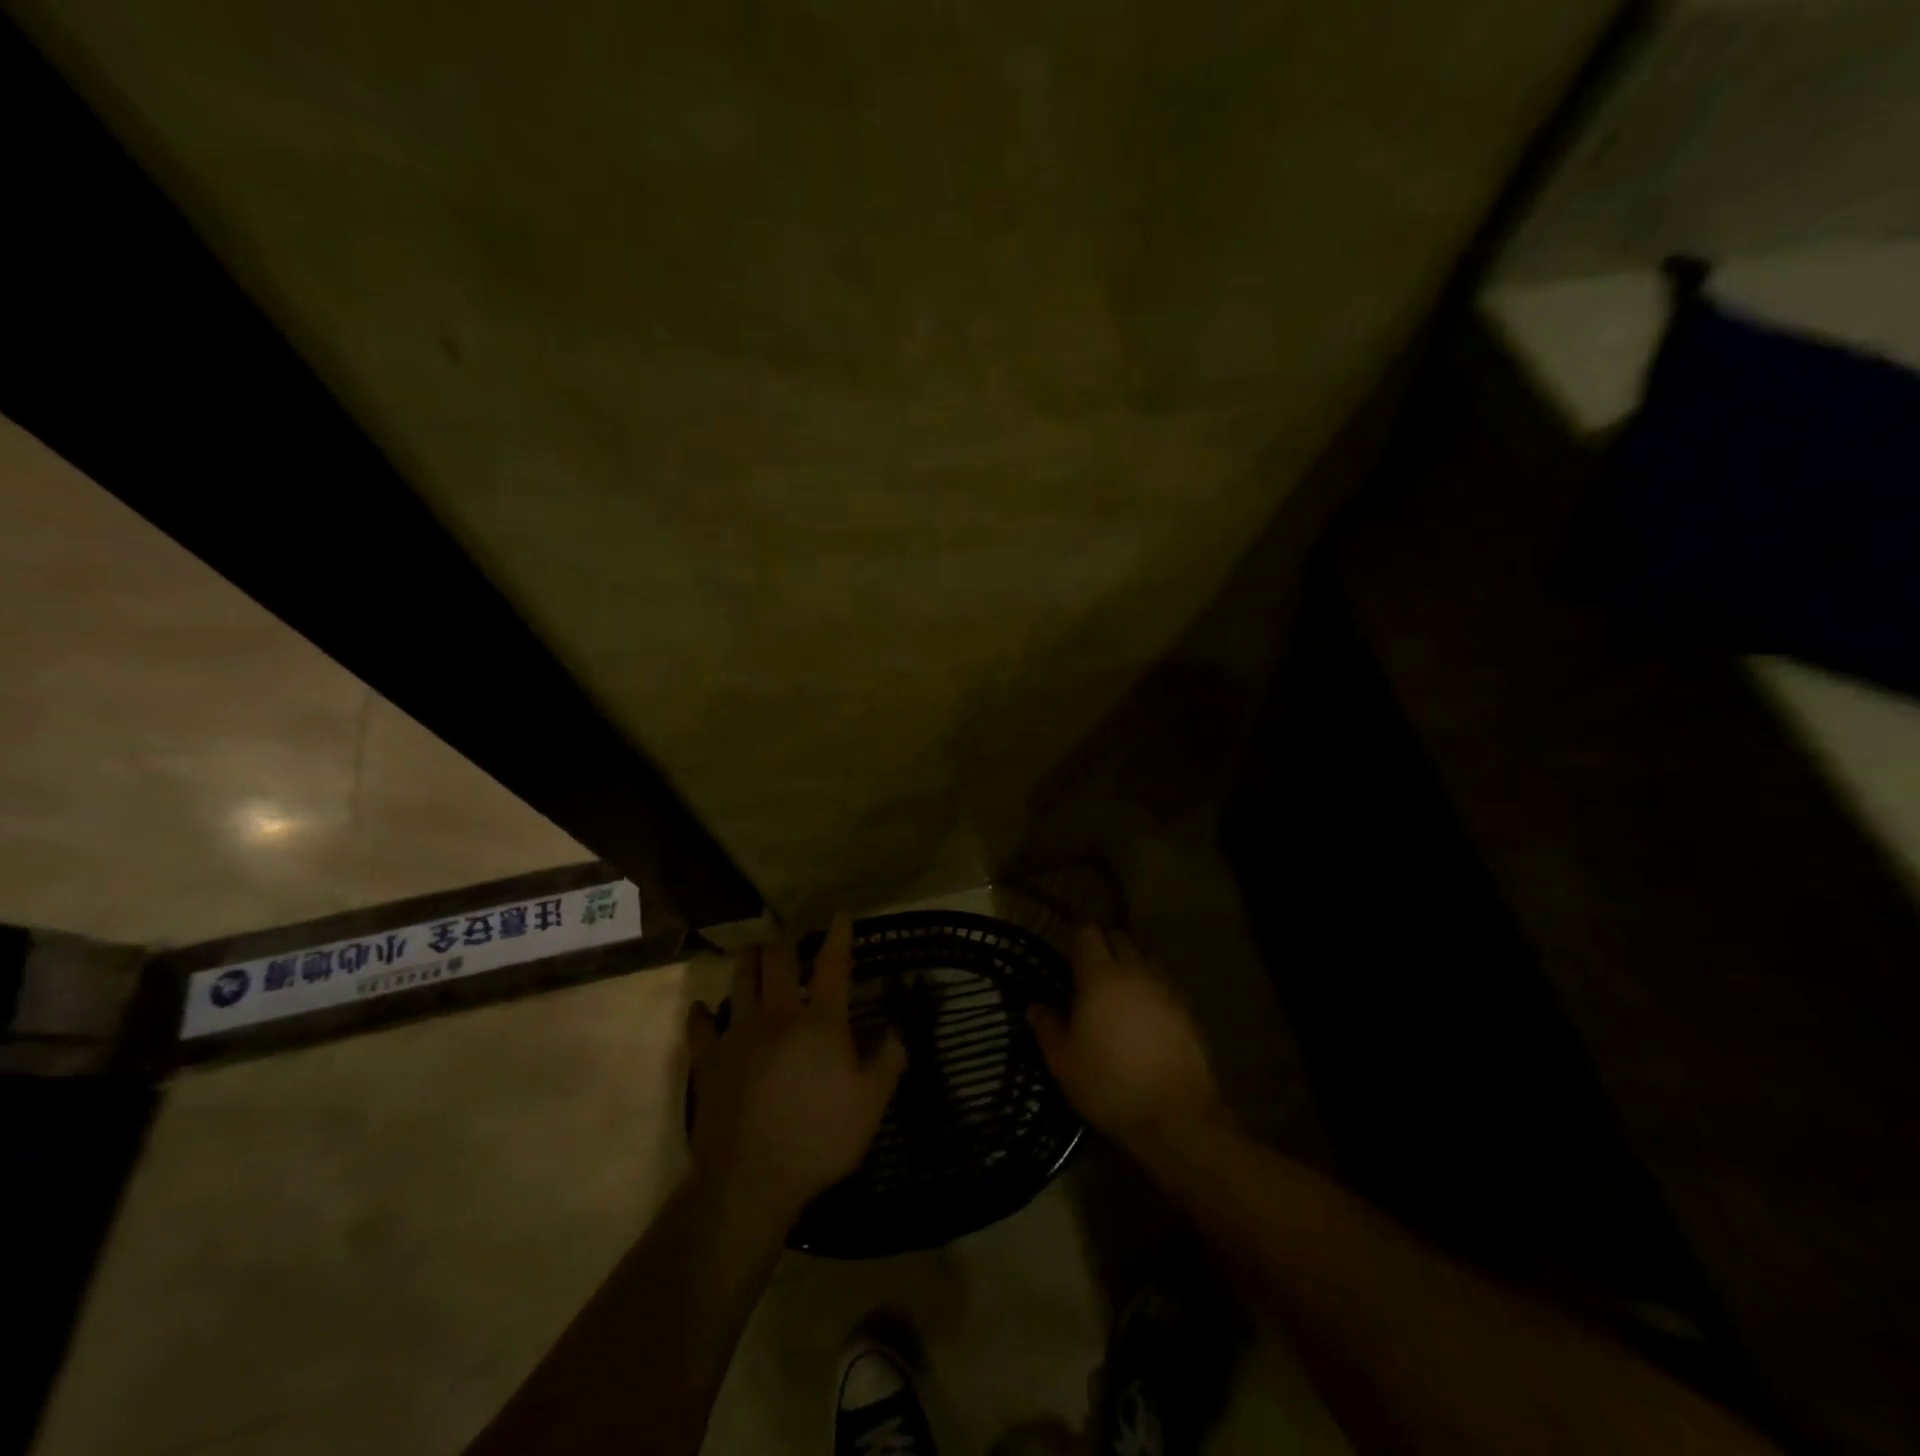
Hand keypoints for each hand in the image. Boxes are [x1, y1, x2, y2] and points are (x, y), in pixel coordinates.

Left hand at [686, 913, 905, 1229]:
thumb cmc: (818, 1138)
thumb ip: (888, 1062)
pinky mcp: (709, 1060)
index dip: (839, 937)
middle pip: (779, 962)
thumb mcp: (870, 1105)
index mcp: (821, 1022)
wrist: (750, 1178)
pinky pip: (700, 1027)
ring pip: (741, 981)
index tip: (840, 915)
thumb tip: (897, 1031)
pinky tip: (702, 1009)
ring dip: (748, 961)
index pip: (833, 966)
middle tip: (789, 941)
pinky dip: (702, 1014)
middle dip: (785, 944)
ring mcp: (738, 1035)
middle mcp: (778, 1016)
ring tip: (753, 952)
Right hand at [1028, 926, 1225, 1151]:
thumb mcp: (1064, 1061)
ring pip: (1145, 958)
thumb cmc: (1109, 1084)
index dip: (1076, 939)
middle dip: (1104, 946)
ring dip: (1130, 965)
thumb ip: (1047, 1027)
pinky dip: (1151, 988)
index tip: (1066, 956)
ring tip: (1118, 993)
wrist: (1176, 1115)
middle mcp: (1135, 971)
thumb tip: (1035, 1006)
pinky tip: (1144, 1016)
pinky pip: (1164, 984)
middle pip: (1119, 938)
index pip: (1087, 933)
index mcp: (1100, 976)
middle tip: (1089, 972)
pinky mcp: (1188, 1009)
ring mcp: (1166, 988)